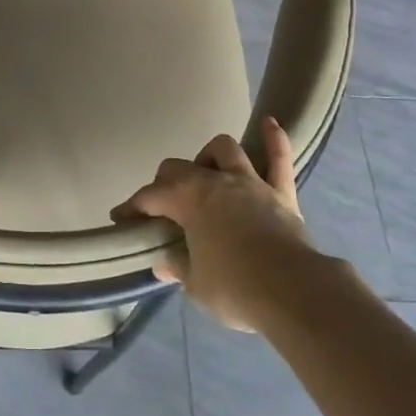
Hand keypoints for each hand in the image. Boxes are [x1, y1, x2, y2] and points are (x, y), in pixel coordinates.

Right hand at [111, 118, 312, 331]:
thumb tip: (165, 262)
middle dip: (165, 182)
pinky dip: (273, 139)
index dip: (132, 208)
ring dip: (210, 158)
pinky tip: (269, 123)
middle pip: (179, 168)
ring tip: (207, 175)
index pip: (149, 197)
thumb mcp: (196, 285)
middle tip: (164, 206)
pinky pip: (279, 158)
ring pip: (224, 149)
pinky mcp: (281, 192)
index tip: (121, 220)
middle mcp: (214, 181)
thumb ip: (179, 267)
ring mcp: (250, 182)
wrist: (294, 292)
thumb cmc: (236, 289)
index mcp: (187, 200)